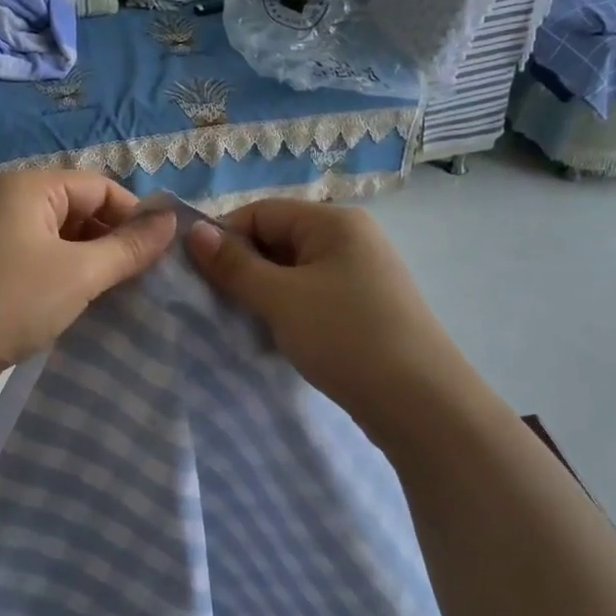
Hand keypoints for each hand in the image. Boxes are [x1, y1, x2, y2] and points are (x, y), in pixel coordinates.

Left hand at [0, 170, 176, 405]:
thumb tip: (172, 220)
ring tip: (116, 296)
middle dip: (113, 242)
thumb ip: (129, 247)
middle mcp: (9, 203)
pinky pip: (39, 263)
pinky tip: (80, 307)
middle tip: (142, 280)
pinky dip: (64, 279)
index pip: (100, 187)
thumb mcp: (80, 273)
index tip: (161, 255)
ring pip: (61, 241)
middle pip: (80, 210)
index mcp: (29, 187)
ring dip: (90, 264)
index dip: (135, 217)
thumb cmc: (11, 301)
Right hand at [186, 200, 454, 417]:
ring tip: (242, 321)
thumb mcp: (281, 299)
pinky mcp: (365, 307)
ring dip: (264, 292)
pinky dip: (288, 309)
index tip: (195, 275)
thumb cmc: (346, 337)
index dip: (224, 237)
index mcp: (334, 221)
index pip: (261, 212)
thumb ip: (234, 265)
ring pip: (294, 271)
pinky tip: (275, 335)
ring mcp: (361, 274)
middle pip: (278, 238)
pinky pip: (313, 295)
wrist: (421, 404)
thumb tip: (193, 231)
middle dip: (243, 267)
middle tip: (215, 302)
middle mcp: (351, 238)